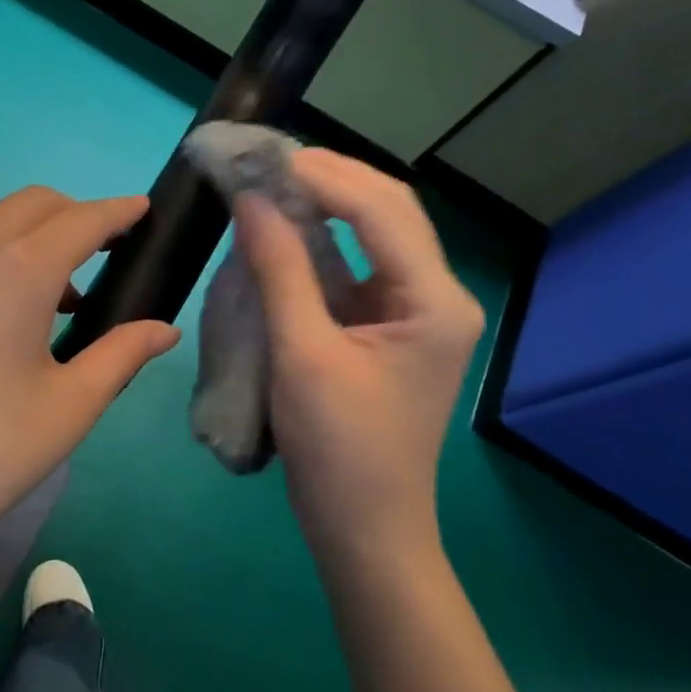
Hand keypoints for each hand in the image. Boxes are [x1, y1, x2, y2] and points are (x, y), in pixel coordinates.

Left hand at [0, 187, 180, 598]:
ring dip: (28, 239)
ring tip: (50, 296)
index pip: (83, 219)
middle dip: (74, 215)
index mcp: (20, 268)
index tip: (141, 209)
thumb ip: (121, 356)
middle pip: (33, 204)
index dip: (119, 211)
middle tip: (102, 252)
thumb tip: (164, 330)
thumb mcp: (67, 409)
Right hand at [234, 150, 483, 560]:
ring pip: (379, 230)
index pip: (382, 210)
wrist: (367, 532)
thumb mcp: (303, 355)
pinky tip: (290, 226)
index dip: (324, 176)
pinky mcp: (392, 325)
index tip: (266, 159)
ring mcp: (418, 310)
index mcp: (434, 301)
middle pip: (390, 209)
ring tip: (276, 180)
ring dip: (330, 201)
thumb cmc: (340, 451)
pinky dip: (326, 236)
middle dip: (332, 177)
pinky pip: (362, 262)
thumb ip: (281, 270)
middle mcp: (439, 295)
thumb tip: (251, 199)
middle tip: (270, 162)